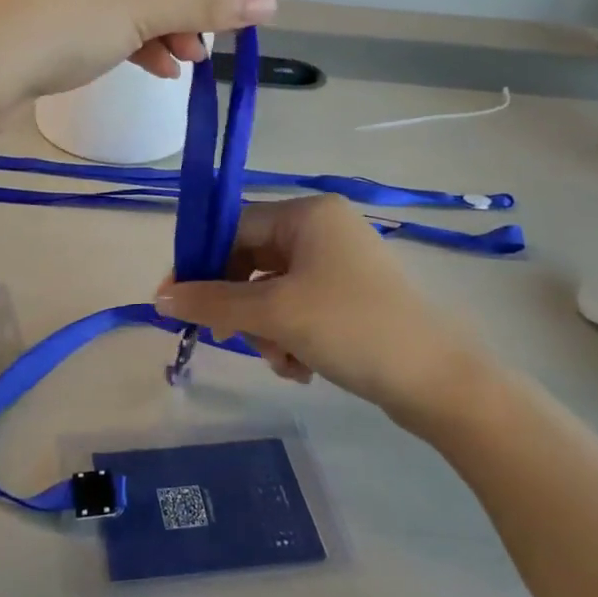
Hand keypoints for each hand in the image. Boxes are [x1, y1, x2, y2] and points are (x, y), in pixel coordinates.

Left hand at [0, 0, 279, 110]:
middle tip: (226, 37)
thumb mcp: (140, 7)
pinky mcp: (40, 5)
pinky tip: (159, 67)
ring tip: (192, 59)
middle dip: (192, 3)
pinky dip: (133, 38)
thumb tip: (265, 3)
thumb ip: (206, 3)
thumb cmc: (57, 20)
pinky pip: (102, 14)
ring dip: (165, 25)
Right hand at [155, 195, 501, 423]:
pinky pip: (298, 309)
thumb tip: (159, 296)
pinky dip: (291, 338)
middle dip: (241, 308)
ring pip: (272, 293)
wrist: (438, 381)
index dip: (201, 263)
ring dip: (267, 330)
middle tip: (227, 339)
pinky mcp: (349, 298)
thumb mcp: (275, 313)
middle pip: (252, 263)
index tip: (174, 300)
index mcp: (308, 214)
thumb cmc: (352, 327)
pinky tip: (302, 368)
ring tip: (284, 360)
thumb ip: (213, 301)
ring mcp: (339, 264)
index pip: (234, 227)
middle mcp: (322, 230)